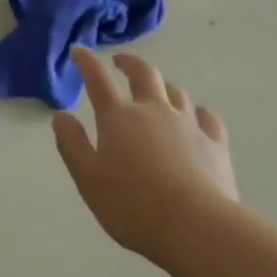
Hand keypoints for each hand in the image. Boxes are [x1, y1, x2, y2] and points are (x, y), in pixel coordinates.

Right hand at [52, 47, 237, 260]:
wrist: (195, 226)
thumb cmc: (132, 205)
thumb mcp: (88, 179)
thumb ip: (73, 145)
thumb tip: (61, 116)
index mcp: (119, 118)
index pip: (98, 80)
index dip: (87, 62)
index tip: (79, 51)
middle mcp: (154, 111)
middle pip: (143, 74)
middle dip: (129, 63)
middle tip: (120, 62)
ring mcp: (188, 124)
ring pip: (176, 92)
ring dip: (163, 86)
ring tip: (157, 91)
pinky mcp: (215, 143)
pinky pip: (207, 117)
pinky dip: (198, 112)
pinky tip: (197, 117)